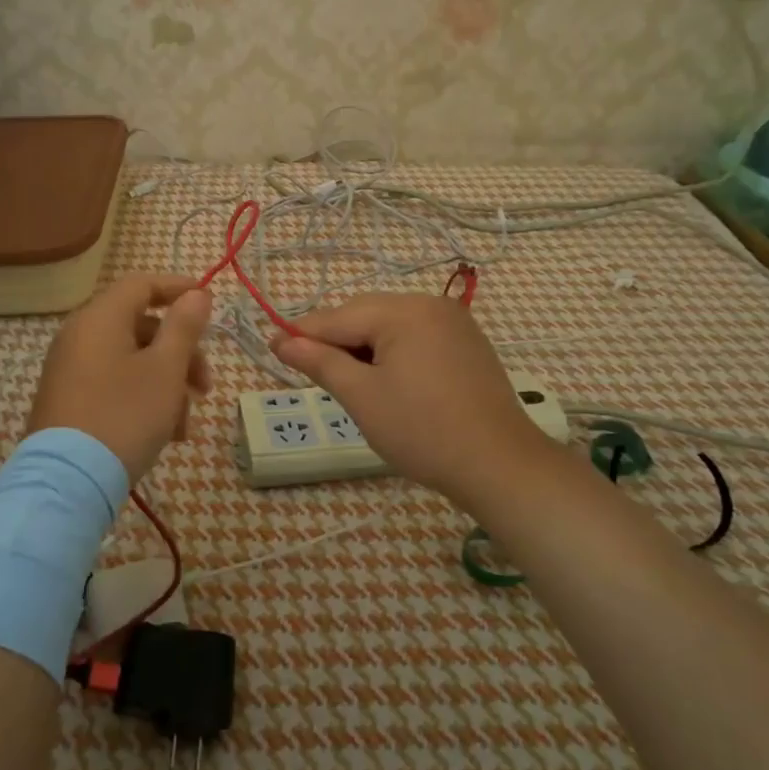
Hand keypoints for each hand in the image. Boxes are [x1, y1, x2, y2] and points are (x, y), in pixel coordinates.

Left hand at [28, 274, 213, 485]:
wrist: (68, 482)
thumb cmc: (124, 415)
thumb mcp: (165, 370)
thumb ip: (184, 326)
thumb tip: (197, 293)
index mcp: (100, 318)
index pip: (142, 284)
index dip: (178, 289)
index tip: (209, 304)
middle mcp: (79, 336)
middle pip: (141, 327)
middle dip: (181, 353)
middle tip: (205, 386)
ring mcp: (70, 370)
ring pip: (132, 361)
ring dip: (166, 384)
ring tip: (184, 425)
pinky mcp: (68, 400)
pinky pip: (114, 384)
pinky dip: (142, 398)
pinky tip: (163, 434)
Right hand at [271, 293, 555, 506]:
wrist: (499, 465)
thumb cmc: (422, 431)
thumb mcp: (361, 396)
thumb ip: (319, 362)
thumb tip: (280, 340)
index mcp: (404, 311)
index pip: (338, 317)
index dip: (301, 333)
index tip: (269, 345)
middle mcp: (430, 304)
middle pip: (364, 315)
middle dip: (335, 341)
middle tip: (309, 371)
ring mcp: (454, 323)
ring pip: (390, 326)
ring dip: (363, 348)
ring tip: (347, 381)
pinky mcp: (467, 344)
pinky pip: (415, 337)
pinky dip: (392, 353)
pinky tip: (385, 380)